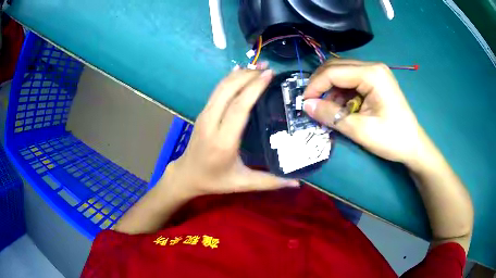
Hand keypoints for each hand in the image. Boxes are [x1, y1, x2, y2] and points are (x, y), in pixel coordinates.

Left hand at [160, 67, 299, 198]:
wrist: (186, 175)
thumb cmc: (215, 181)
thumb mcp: (243, 183)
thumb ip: (271, 182)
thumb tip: (298, 183)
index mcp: (223, 141)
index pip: (238, 107)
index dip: (254, 88)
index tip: (270, 75)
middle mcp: (211, 123)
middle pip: (228, 90)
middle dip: (249, 75)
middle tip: (269, 68)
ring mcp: (204, 115)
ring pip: (221, 87)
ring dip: (239, 74)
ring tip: (259, 67)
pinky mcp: (203, 113)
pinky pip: (216, 91)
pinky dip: (229, 78)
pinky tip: (241, 71)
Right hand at [303, 59, 428, 165]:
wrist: (414, 146)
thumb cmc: (392, 139)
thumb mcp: (360, 130)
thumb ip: (332, 116)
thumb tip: (306, 106)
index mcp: (372, 74)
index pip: (334, 72)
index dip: (315, 86)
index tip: (304, 103)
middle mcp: (373, 67)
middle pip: (337, 67)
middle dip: (321, 84)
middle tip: (311, 104)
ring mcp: (375, 73)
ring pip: (342, 73)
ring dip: (331, 90)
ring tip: (327, 110)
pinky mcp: (376, 81)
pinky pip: (351, 81)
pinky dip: (341, 93)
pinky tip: (341, 108)